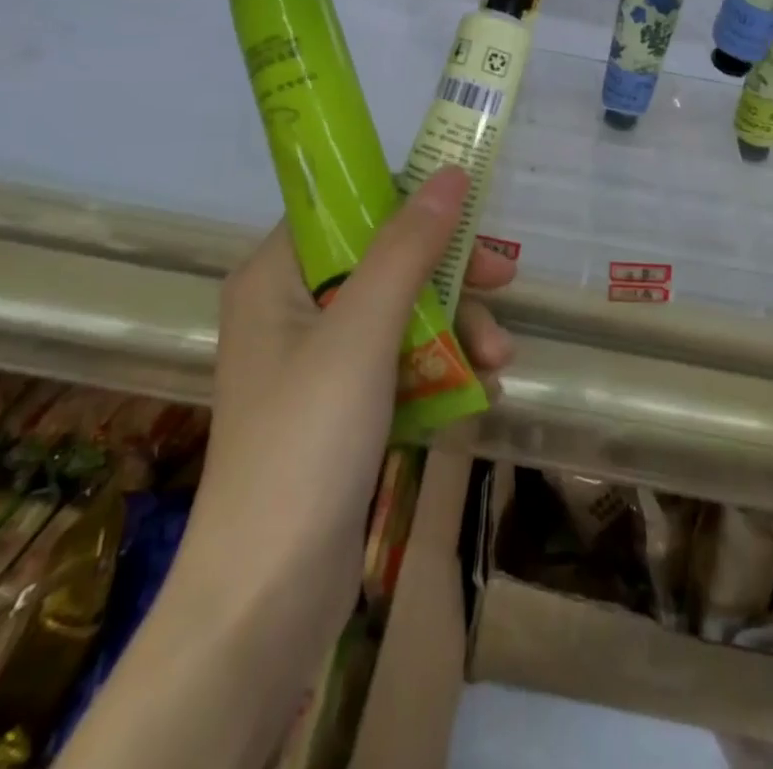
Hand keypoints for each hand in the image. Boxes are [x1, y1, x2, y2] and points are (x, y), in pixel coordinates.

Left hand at [55, 167, 511, 768]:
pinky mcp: (341, 408)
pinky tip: (481, 393)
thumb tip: (451, 172)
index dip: (408, 204)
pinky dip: (442, 371)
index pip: (347, 209)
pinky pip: (401, 364)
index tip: (468, 213)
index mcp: (277, 276)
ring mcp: (318, 362)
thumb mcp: (363, 331)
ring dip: (456, 330)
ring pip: (402, 314)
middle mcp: (292, 308)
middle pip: (384, 260)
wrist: (267, 600)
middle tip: (504, 279)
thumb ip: (408, 248)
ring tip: (501, 362)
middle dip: (448, 277)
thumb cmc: (307, 442)